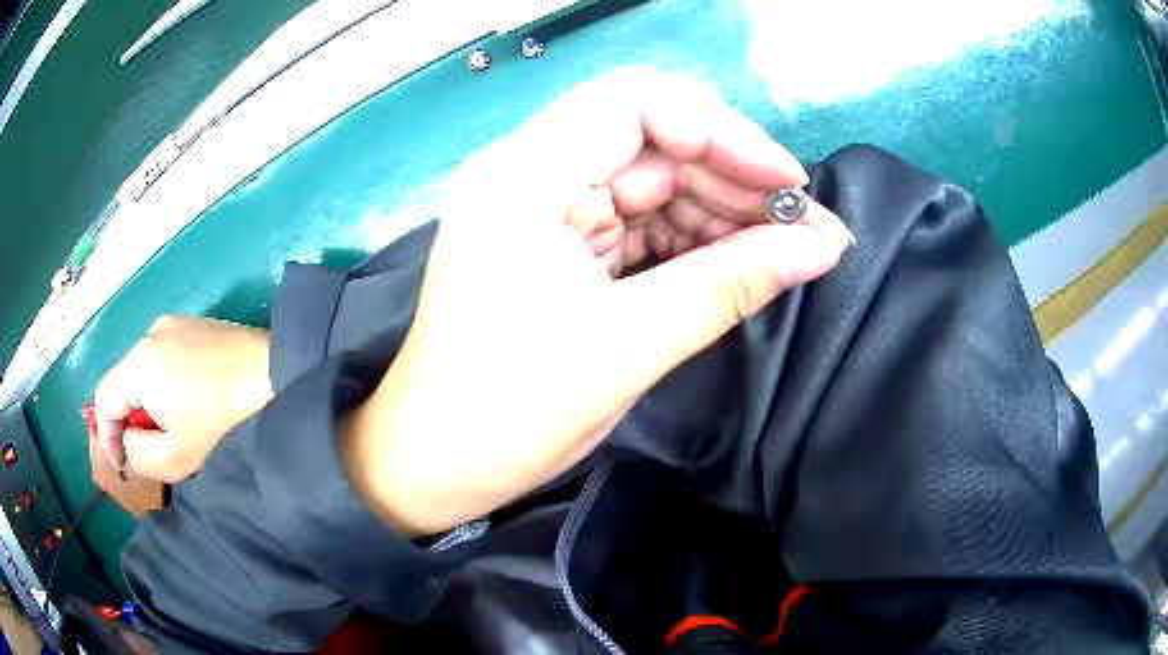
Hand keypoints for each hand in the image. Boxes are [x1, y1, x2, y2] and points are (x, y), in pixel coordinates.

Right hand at [94, 315, 273, 481]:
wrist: (278, 377)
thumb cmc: (224, 421)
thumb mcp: (176, 456)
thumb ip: (139, 454)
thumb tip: (126, 441)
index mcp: (139, 361)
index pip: (103, 397)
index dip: (106, 435)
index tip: (122, 463)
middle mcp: (151, 332)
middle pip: (123, 383)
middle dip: (131, 421)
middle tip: (154, 449)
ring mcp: (175, 323)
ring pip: (144, 371)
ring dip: (149, 404)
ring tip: (178, 428)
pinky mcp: (195, 324)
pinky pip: (165, 358)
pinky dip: (166, 385)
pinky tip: (192, 404)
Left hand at [340, 69, 853, 536]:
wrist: (435, 466)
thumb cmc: (511, 411)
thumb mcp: (631, 345)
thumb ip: (733, 283)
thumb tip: (823, 245)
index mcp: (524, 177)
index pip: (636, 104)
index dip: (723, 131)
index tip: (787, 181)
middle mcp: (528, 176)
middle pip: (649, 142)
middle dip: (732, 179)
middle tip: (803, 226)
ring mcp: (541, 211)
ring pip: (649, 185)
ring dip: (719, 213)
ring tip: (785, 249)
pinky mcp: (554, 248)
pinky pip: (635, 224)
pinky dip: (689, 242)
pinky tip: (737, 264)